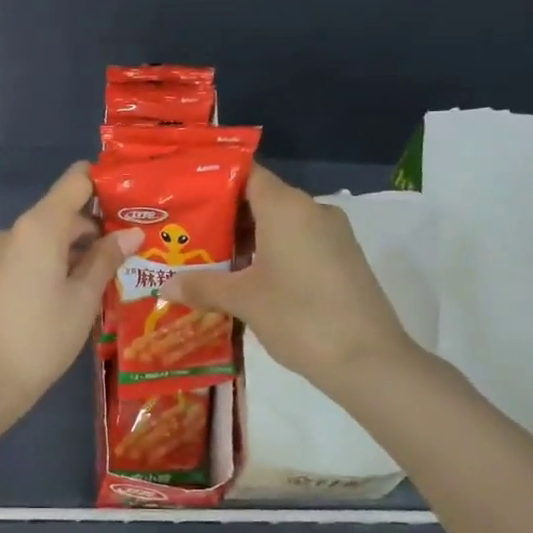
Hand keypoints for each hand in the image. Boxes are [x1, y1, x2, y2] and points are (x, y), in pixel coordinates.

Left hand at [0, 162, 141, 420]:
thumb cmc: (41, 337)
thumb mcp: (82, 299)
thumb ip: (106, 259)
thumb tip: (132, 232)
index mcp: (40, 226)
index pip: (76, 180)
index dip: (106, 182)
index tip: (136, 199)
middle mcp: (17, 230)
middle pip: (65, 210)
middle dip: (100, 225)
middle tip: (137, 246)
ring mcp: (2, 253)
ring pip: (50, 236)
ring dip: (81, 248)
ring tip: (117, 271)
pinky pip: (34, 255)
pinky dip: (59, 262)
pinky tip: (82, 289)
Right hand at [161, 165, 417, 390]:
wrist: (367, 359)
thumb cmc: (299, 316)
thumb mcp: (243, 300)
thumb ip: (202, 287)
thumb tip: (164, 286)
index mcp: (286, 206)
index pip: (246, 174)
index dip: (213, 182)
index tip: (184, 196)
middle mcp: (312, 210)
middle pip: (261, 200)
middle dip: (224, 217)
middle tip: (186, 235)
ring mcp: (333, 235)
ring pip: (280, 225)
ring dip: (246, 241)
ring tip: (209, 261)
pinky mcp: (343, 259)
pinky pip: (299, 244)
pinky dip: (271, 255)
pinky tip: (246, 280)